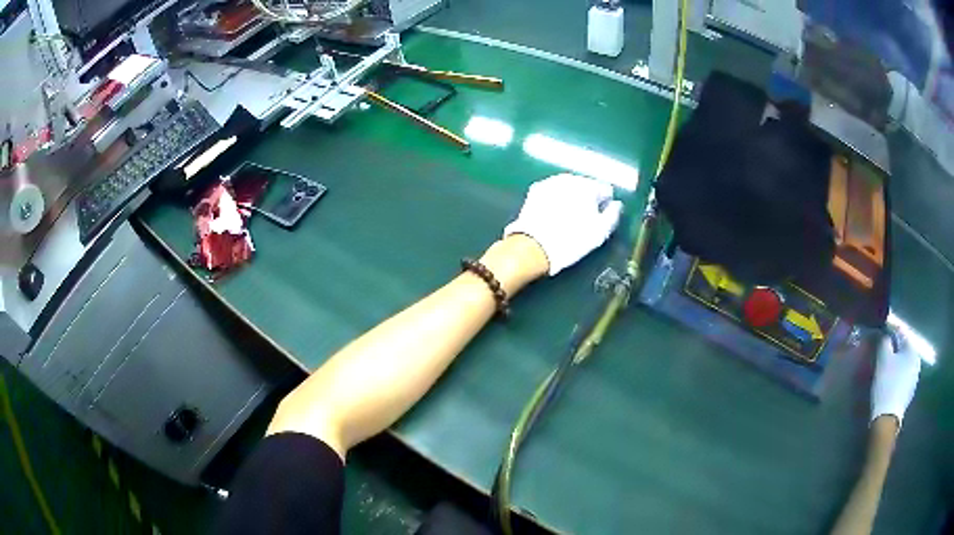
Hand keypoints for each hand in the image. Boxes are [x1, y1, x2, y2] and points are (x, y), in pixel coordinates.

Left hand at [503, 174, 623, 275]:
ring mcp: (551, 182)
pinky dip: (556, 198)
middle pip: (586, 186)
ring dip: (571, 197)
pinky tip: (553, 214)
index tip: (600, 217)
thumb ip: (613, 215)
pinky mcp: (536, 190)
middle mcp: (570, 178)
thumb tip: (617, 204)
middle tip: (583, 219)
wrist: (534, 246)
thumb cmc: (572, 240)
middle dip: (588, 198)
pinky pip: (553, 191)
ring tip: (568, 217)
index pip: (605, 189)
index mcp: (589, 186)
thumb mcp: (600, 232)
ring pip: (569, 187)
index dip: (605, 204)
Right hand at [871, 327, 921, 427]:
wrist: (887, 418)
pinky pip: (903, 376)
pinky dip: (897, 374)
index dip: (890, 331)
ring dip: (896, 362)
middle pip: (904, 348)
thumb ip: (884, 342)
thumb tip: (885, 335)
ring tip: (886, 367)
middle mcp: (917, 360)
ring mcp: (914, 378)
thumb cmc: (887, 385)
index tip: (881, 334)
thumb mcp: (883, 360)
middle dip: (894, 348)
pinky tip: (890, 381)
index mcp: (913, 348)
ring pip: (904, 363)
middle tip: (883, 351)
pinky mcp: (909, 391)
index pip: (901, 332)